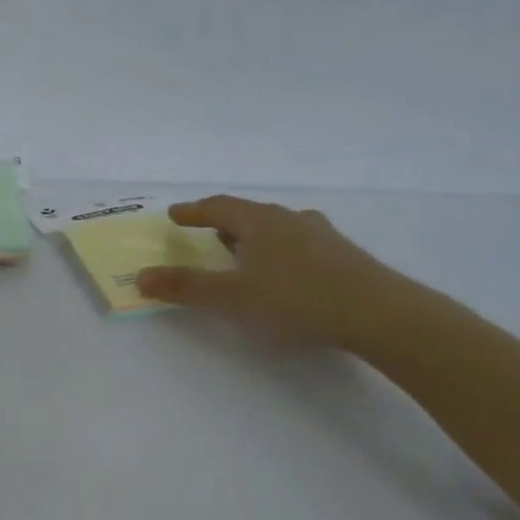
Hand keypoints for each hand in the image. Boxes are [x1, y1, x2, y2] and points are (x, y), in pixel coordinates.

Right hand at [136, 196, 395, 347]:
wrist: (378, 313)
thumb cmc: (296, 298)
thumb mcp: (232, 297)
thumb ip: (186, 288)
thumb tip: (141, 276)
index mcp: (260, 222)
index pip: (218, 207)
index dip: (194, 211)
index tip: (174, 214)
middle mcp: (290, 219)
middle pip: (249, 214)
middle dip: (224, 223)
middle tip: (206, 232)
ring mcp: (321, 235)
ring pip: (277, 228)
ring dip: (254, 237)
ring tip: (243, 253)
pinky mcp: (342, 255)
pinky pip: (298, 244)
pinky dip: (279, 251)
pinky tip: (284, 273)